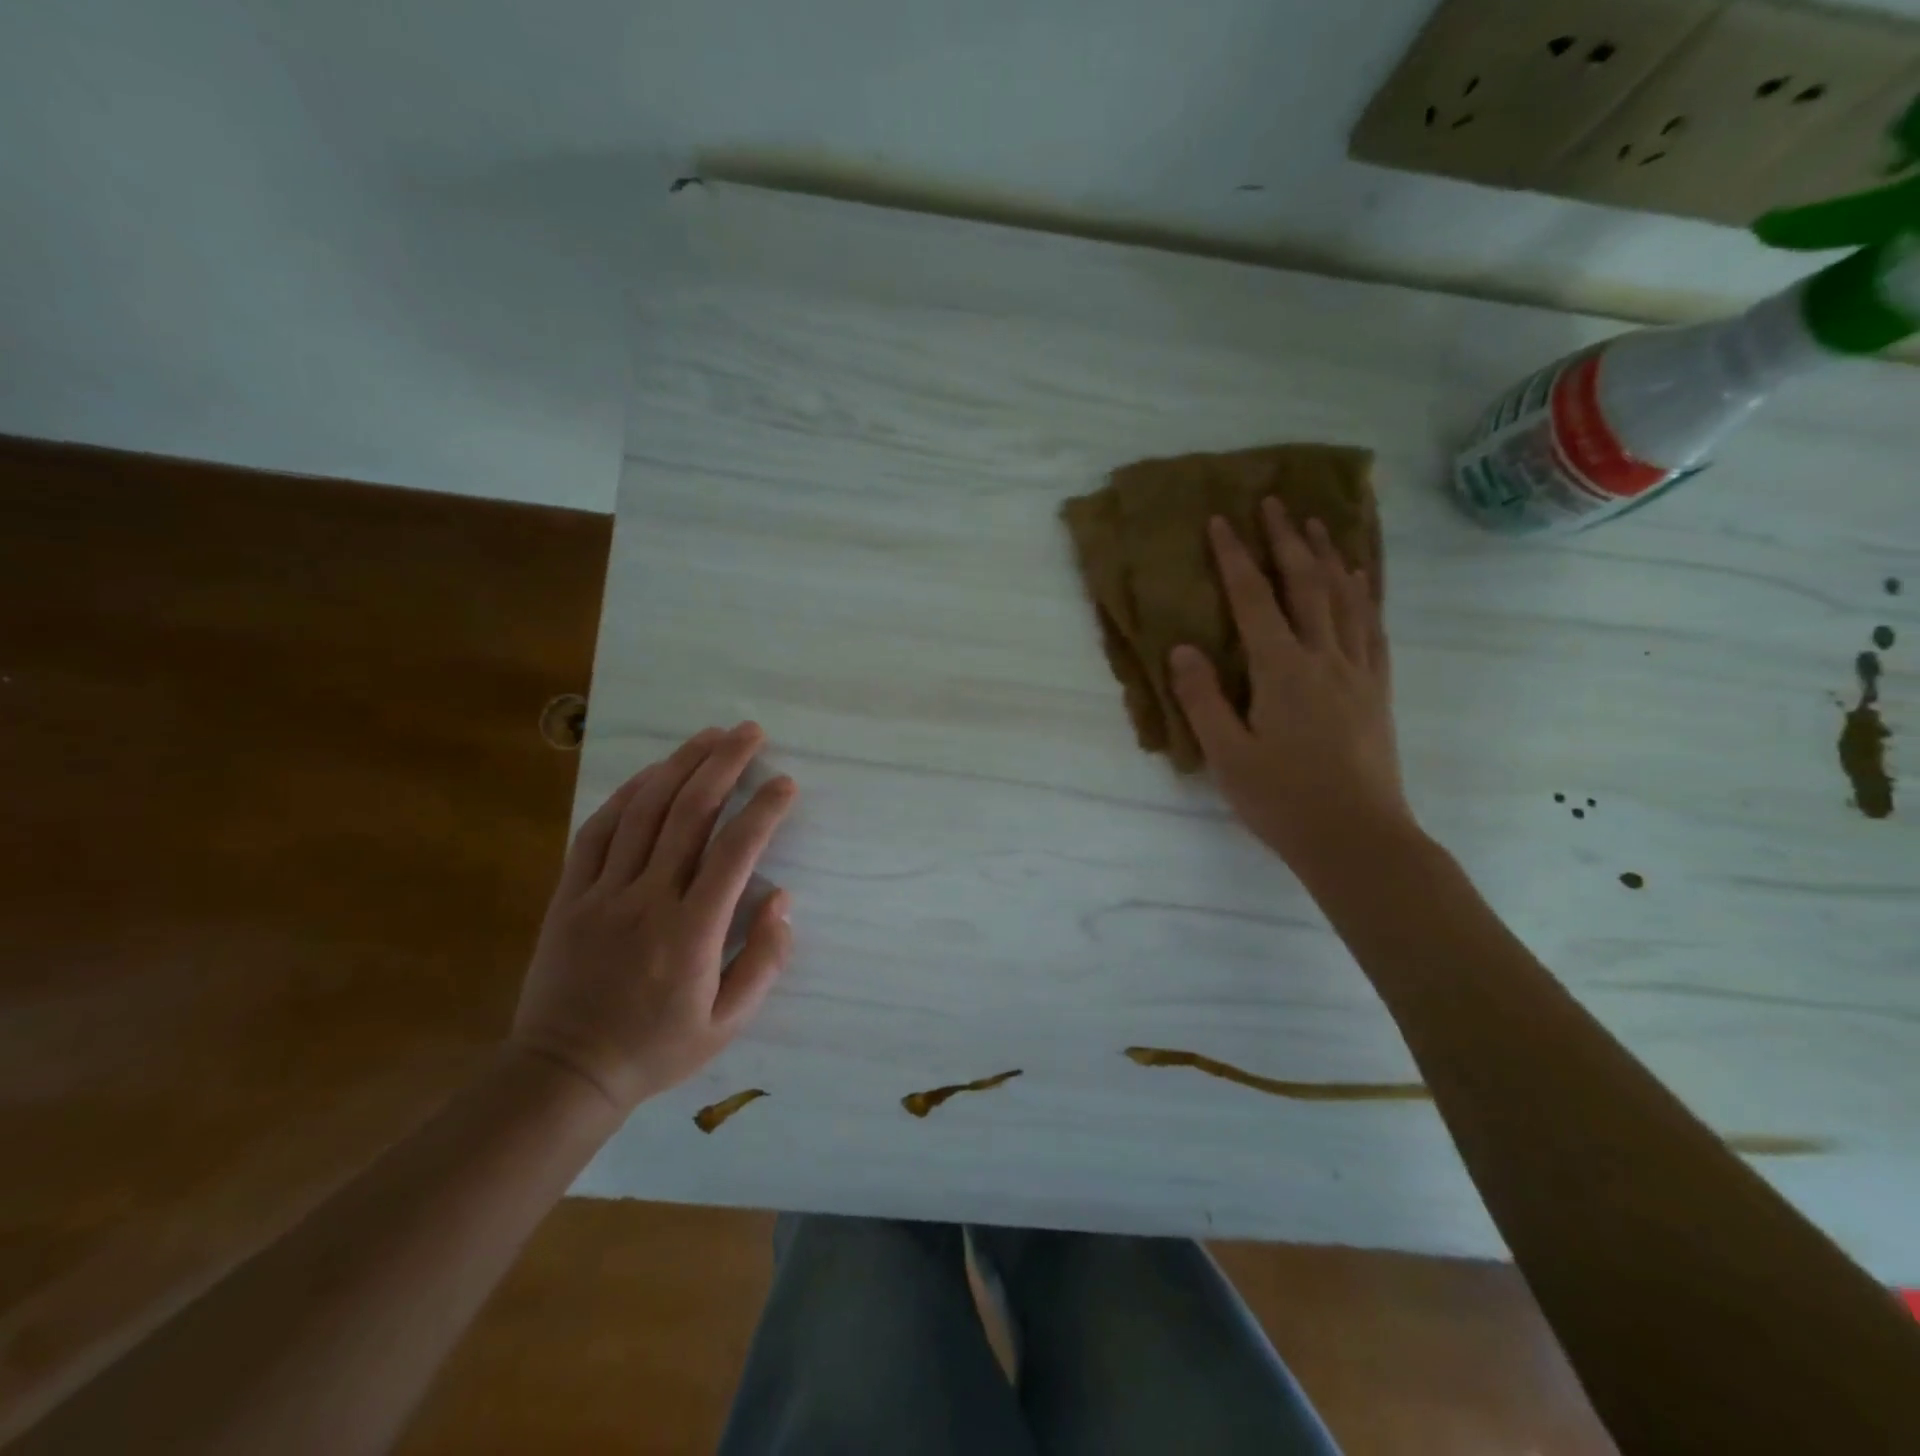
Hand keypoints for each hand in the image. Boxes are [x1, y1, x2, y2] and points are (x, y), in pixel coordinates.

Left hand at [509, 724, 796, 1113]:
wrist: (565, 1073)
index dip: (764, 810)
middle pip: (689, 813)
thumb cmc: (656, 1049)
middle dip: (724, 764)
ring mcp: (603, 893)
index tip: (786, 783)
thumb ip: (764, 960)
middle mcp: (648, 899)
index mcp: (692, 932)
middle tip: (749, 732)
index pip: (736, 852)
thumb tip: (780, 897)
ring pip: (644, 811)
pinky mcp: (570, 895)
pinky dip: (627, 795)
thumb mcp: (728, 1023)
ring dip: (680, 765)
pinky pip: (598, 831)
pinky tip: (652, 773)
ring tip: (709, 735)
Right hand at [1169, 500, 1414, 875]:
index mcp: (1282, 671)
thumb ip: (1203, 699)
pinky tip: (1361, 582)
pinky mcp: (1378, 689)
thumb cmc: (1282, 800)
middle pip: (1307, 585)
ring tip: (1318, 525)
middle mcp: (1324, 658)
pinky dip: (1365, 595)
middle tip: (1273, 503)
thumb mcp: (1227, 755)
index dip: (1234, 558)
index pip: (1254, 600)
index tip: (1220, 522)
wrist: (1357, 838)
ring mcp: (1358, 671)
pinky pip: (1373, 628)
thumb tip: (1182, 649)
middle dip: (1286, 541)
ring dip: (1330, 557)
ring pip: (1347, 598)